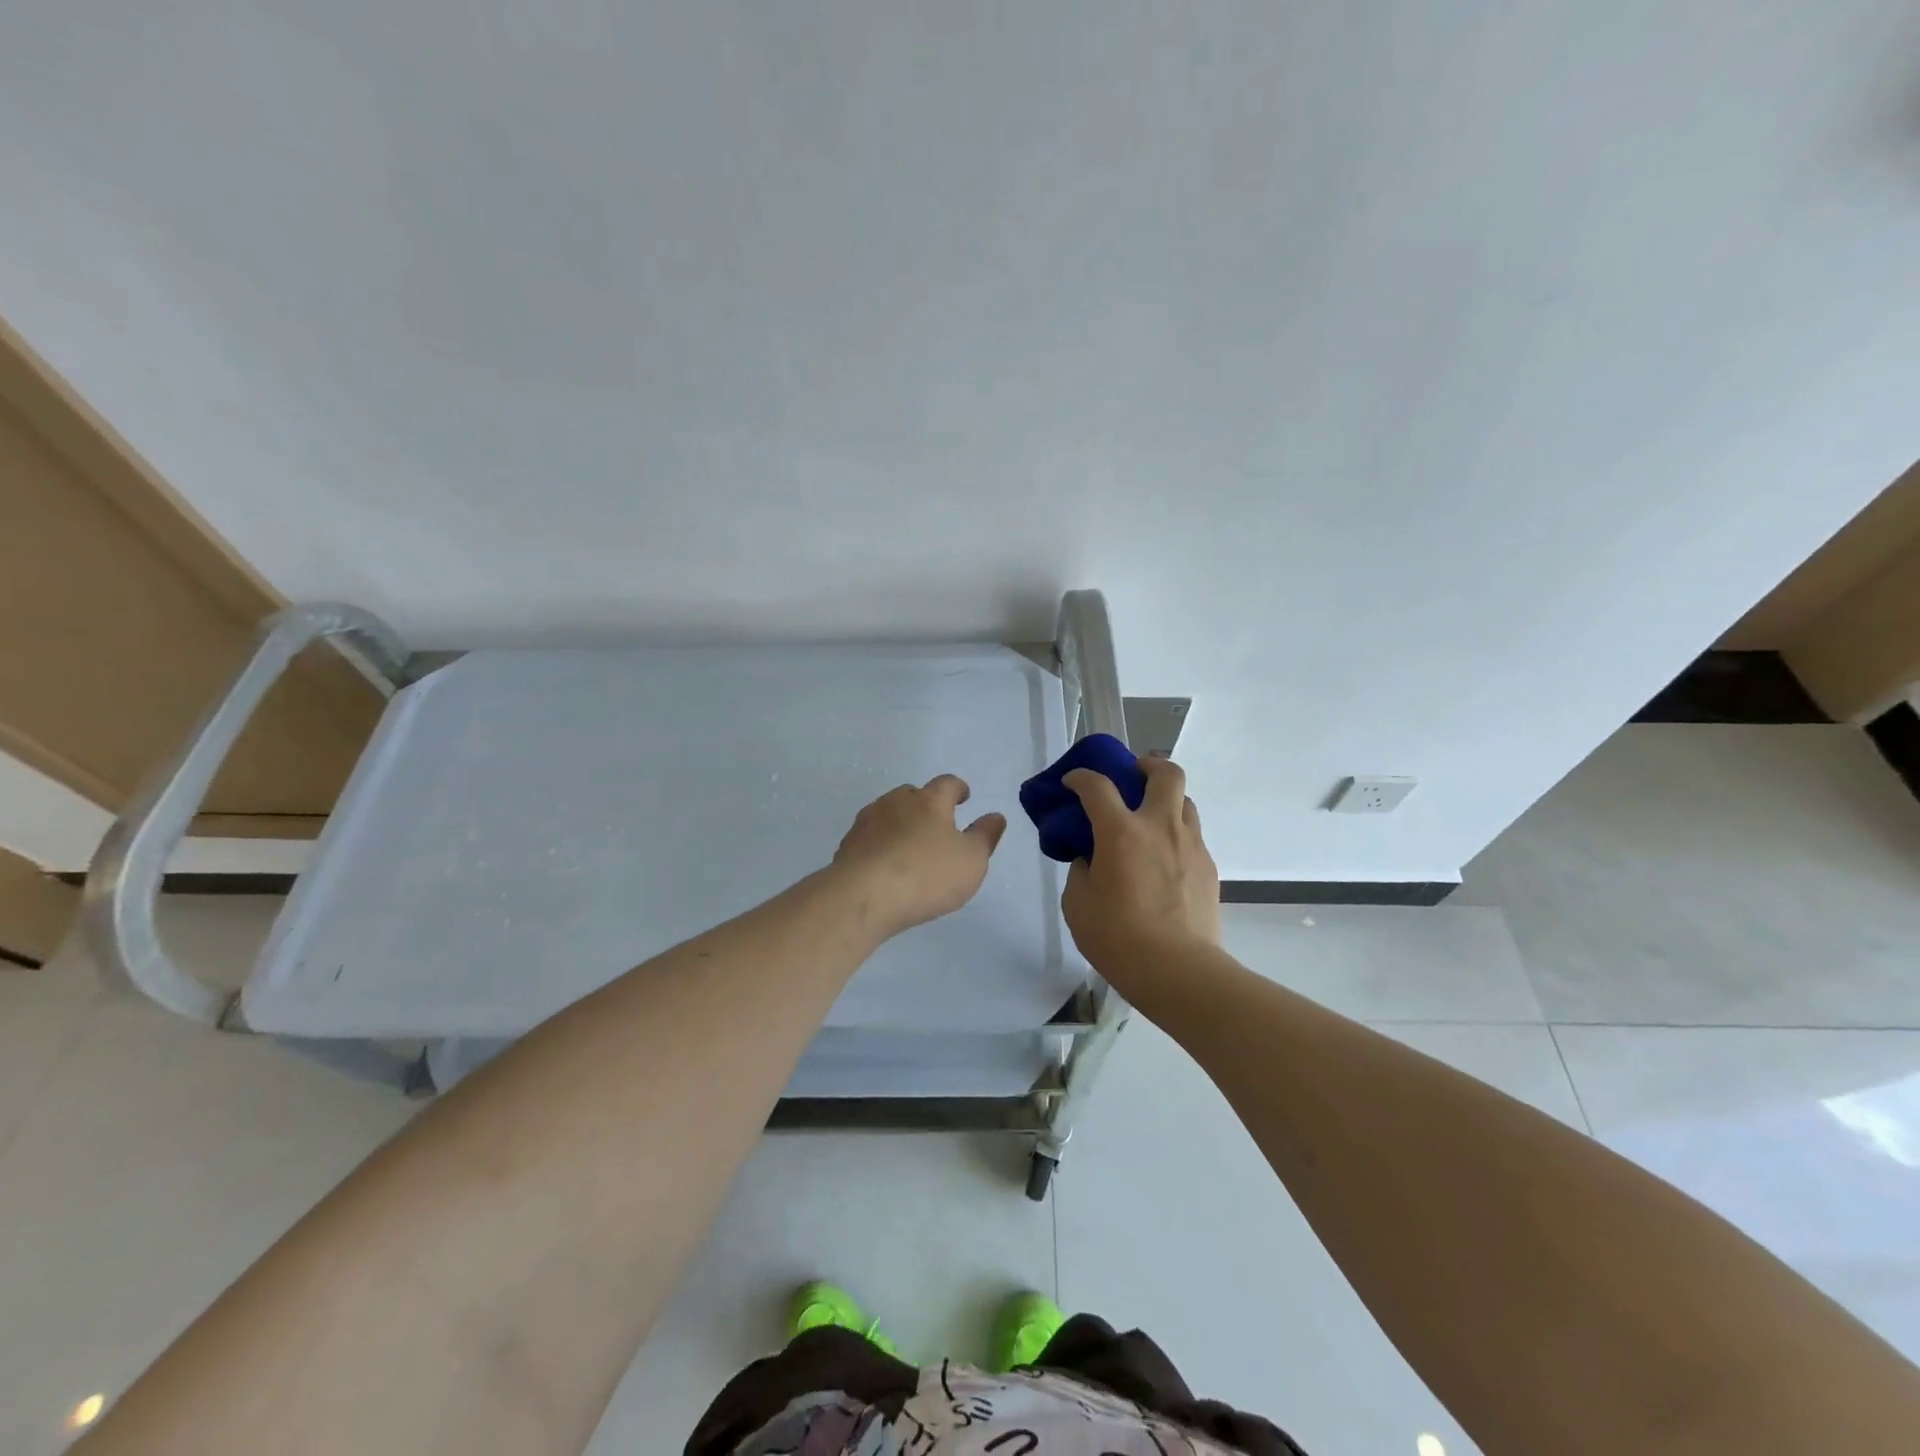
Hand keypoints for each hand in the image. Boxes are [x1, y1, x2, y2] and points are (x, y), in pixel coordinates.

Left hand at [831, 775, 1006, 939]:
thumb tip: (995, 816)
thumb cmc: (926, 875)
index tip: (964, 796)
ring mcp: (866, 823)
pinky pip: (869, 839)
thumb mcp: (971, 860)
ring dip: (900, 824)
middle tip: (936, 824)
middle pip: (912, 794)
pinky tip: (885, 866)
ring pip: (887, 814)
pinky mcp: (847, 846)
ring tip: (909, 846)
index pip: (947, 784)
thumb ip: (985, 836)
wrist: (862, 897)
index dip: (958, 788)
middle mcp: (895, 803)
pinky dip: (880, 846)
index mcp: (929, 801)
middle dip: (925, 804)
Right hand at [1060, 756, 1219, 981]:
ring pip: (1186, 802)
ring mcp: (1190, 845)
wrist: (1178, 971)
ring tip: (1150, 821)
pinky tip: (1164, 861)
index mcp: (1121, 831)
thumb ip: (1081, 870)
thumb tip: (1090, 858)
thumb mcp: (1078, 903)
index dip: (1081, 777)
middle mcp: (1160, 827)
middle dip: (1147, 765)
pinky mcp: (1209, 867)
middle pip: (1166, 772)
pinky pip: (1192, 837)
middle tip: (1132, 777)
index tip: (1073, 783)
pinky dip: (1176, 836)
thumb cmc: (1117, 937)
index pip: (1097, 786)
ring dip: (1166, 800)